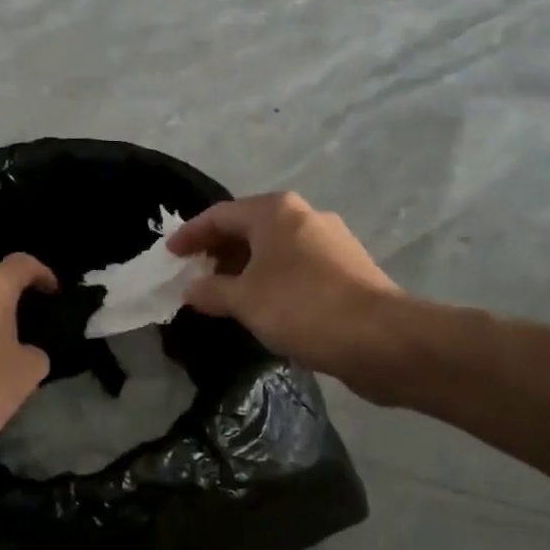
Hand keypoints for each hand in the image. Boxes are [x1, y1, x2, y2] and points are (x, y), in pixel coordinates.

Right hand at [168, 193, 400, 387]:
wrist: (380, 338)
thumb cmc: (302, 307)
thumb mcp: (244, 300)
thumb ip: (212, 290)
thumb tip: (191, 289)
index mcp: (275, 211)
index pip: (220, 215)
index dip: (190, 235)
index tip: (169, 256)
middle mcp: (304, 215)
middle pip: (249, 227)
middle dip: (218, 251)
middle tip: (194, 276)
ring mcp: (330, 241)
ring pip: (274, 248)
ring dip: (245, 268)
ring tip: (223, 295)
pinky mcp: (347, 269)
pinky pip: (295, 267)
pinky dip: (271, 279)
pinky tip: (262, 306)